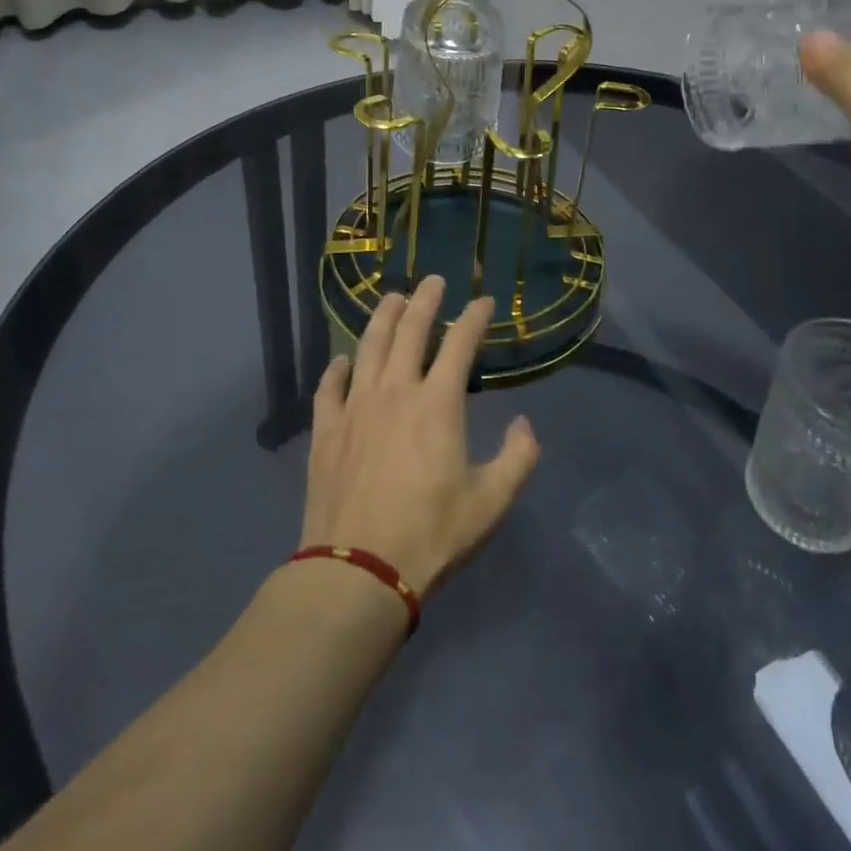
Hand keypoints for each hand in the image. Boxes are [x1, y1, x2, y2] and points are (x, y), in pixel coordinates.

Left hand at [299, 275, 539, 597]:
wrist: (358, 569)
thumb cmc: (432, 534)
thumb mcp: (492, 502)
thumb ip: (518, 457)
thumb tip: (524, 424)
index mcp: (437, 403)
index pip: (460, 344)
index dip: (474, 318)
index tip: (483, 302)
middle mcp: (395, 391)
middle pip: (410, 331)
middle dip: (425, 301)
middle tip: (432, 280)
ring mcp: (356, 407)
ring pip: (369, 347)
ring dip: (382, 318)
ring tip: (391, 299)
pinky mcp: (326, 430)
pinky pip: (329, 387)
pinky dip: (336, 369)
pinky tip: (341, 360)